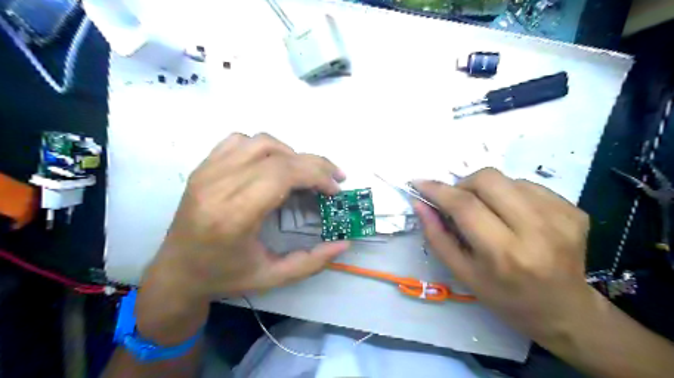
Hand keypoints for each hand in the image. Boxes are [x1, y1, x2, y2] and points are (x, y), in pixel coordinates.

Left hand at [134, 134, 350, 344]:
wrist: (176, 272)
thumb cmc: (224, 277)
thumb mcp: (273, 278)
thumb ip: (312, 262)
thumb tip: (344, 243)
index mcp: (234, 216)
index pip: (282, 175)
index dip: (316, 175)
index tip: (334, 190)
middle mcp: (218, 186)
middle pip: (278, 156)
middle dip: (314, 164)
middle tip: (333, 179)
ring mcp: (207, 172)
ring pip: (261, 142)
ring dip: (292, 154)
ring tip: (304, 174)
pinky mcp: (203, 167)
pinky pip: (240, 140)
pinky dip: (265, 147)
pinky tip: (272, 166)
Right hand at [414, 170, 590, 343]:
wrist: (563, 310)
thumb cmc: (505, 297)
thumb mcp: (462, 273)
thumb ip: (436, 236)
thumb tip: (420, 202)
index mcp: (504, 254)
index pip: (464, 206)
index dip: (438, 190)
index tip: (419, 182)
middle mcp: (536, 231)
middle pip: (488, 179)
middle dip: (464, 184)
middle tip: (460, 202)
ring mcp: (560, 217)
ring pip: (508, 178)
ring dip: (488, 191)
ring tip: (490, 213)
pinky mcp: (575, 210)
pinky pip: (528, 185)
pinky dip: (511, 194)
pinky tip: (514, 216)